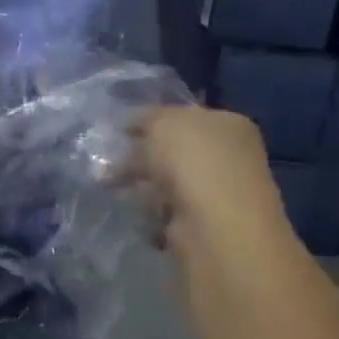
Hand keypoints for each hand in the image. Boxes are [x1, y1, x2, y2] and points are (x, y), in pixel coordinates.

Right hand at [121, 104, 292, 259]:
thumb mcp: (162, 122)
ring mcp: (219, 190)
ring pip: (168, 178)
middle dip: (141, 153)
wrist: (214, 223)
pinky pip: (168, 207)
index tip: (119, 129)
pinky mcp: (205, 221)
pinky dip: (149, 207)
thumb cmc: (192, 160)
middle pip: (174, 149)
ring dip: (141, 181)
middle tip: (109, 157)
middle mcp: (229, 155)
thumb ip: (145, 117)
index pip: (183, 115)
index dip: (150, 120)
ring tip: (110, 184)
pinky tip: (135, 207)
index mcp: (228, 124)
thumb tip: (132, 123)